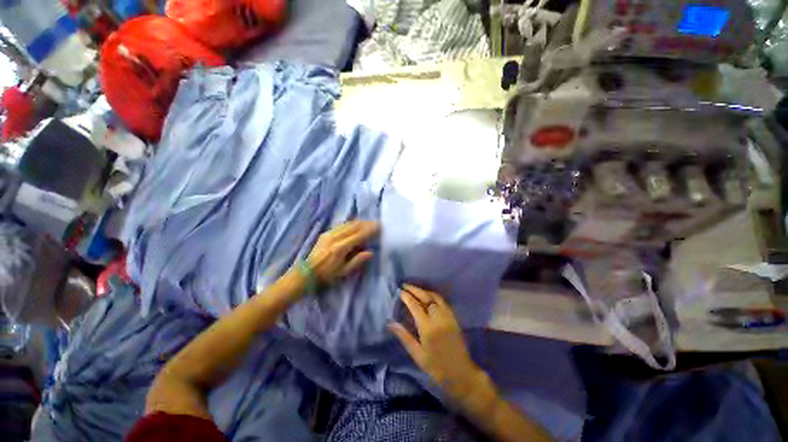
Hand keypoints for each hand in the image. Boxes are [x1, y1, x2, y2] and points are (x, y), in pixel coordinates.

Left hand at [305, 220, 378, 284]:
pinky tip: (356, 225)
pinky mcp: (326, 233)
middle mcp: (335, 237)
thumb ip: (357, 261)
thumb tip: (371, 252)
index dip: (370, 230)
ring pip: (348, 224)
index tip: (380, 227)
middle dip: (367, 224)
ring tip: (369, 223)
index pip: (359, 235)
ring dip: (360, 222)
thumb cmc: (327, 275)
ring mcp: (329, 234)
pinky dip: (351, 224)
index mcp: (340, 248)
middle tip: (377, 223)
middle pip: (354, 226)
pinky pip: (341, 225)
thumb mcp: (343, 271)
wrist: (306, 273)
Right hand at [389, 285, 484, 400]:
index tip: (400, 291)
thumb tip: (391, 323)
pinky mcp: (454, 317)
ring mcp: (448, 316)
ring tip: (414, 289)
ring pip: (435, 297)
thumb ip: (404, 336)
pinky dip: (434, 295)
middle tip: (405, 285)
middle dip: (414, 289)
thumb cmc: (436, 367)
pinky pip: (443, 301)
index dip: (407, 297)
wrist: (461, 373)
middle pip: (426, 297)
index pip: (415, 306)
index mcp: (428, 327)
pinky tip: (428, 295)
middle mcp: (438, 318)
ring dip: (424, 290)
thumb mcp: (417, 354)